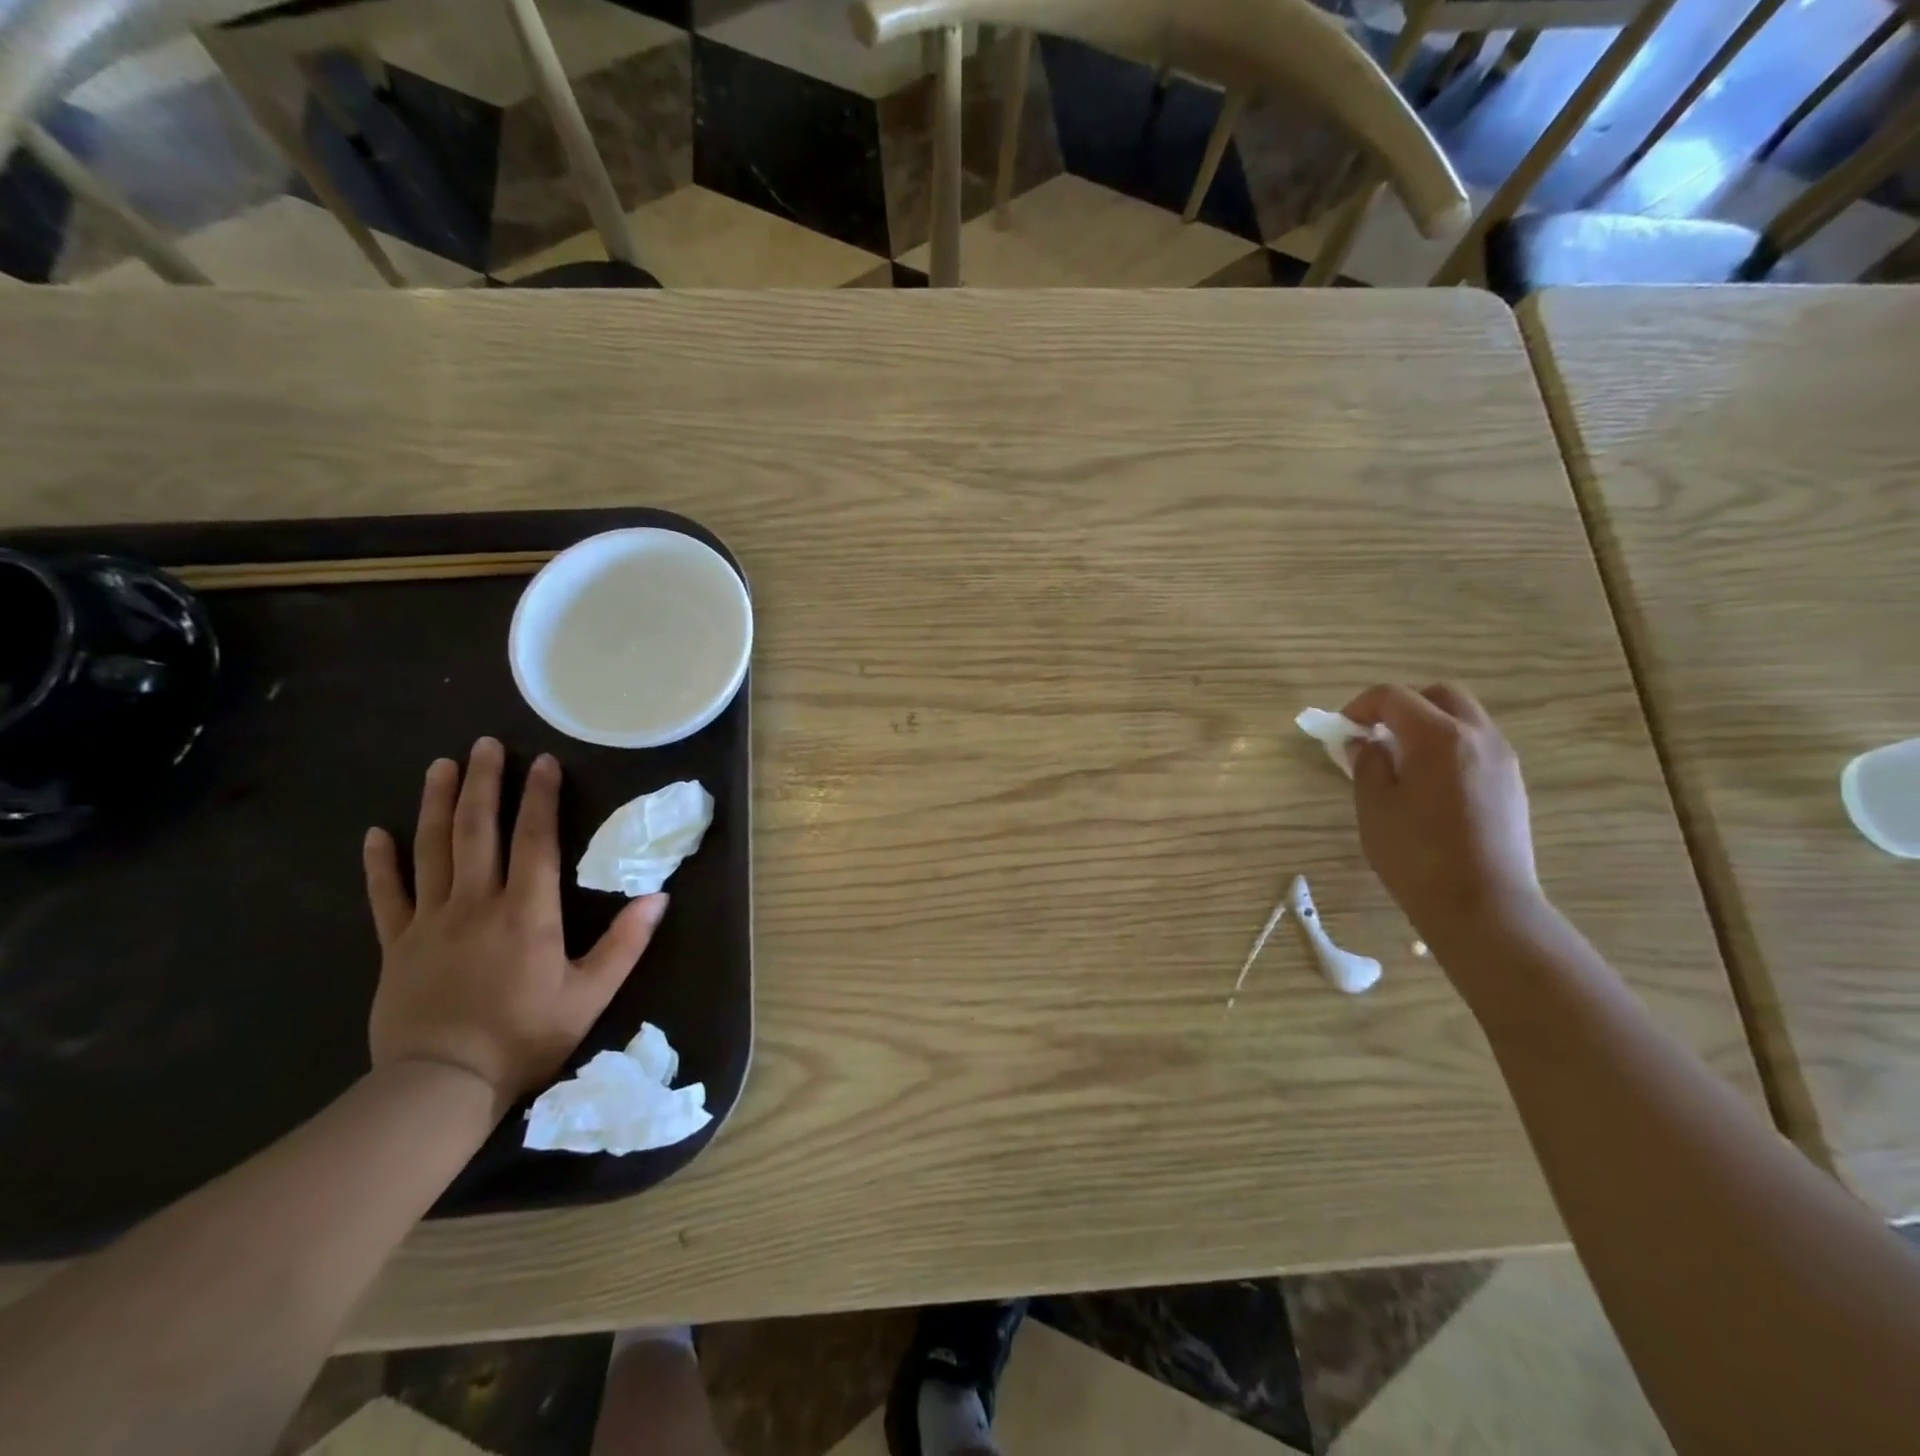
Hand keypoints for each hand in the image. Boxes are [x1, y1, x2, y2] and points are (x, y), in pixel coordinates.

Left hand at [362, 739, 666, 1110]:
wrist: (440, 1086)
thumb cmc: (525, 1037)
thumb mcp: (590, 995)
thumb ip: (625, 944)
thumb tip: (659, 897)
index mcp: (526, 912)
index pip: (534, 840)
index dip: (541, 798)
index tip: (544, 762)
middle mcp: (476, 903)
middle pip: (478, 831)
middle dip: (484, 783)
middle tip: (486, 745)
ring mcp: (430, 922)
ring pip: (431, 850)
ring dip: (437, 804)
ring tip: (441, 766)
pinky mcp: (396, 945)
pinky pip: (385, 896)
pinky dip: (380, 863)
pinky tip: (376, 832)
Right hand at [1341, 683, 1542, 942]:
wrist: (1483, 906)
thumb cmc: (1417, 855)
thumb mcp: (1374, 806)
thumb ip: (1367, 764)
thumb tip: (1366, 743)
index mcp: (1438, 736)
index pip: (1394, 696)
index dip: (1361, 706)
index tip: (1343, 730)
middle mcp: (1477, 736)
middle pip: (1439, 695)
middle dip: (1402, 706)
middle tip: (1375, 734)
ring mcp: (1502, 759)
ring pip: (1463, 719)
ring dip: (1428, 726)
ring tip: (1400, 761)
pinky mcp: (1512, 784)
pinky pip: (1476, 745)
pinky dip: (1448, 747)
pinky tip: (1428, 784)